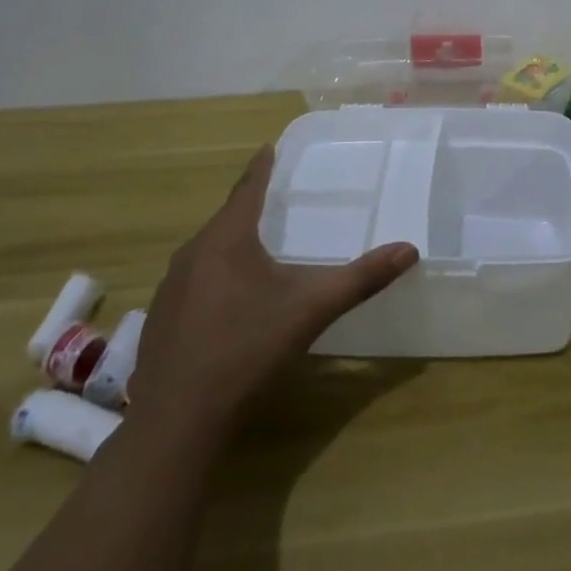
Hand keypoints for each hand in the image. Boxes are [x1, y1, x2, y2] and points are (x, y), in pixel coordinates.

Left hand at [129, 146, 417, 443]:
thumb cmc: (247, 350)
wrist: (177, 423)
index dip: (261, 167)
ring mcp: (170, 289)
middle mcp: (192, 254)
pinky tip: (228, 303)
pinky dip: (214, 277)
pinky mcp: (160, 321)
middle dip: (249, 208)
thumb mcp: (311, 310)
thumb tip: (409, 249)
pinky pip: (192, 282)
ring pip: (206, 252)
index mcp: (226, 239)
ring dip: (230, 245)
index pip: (246, 189)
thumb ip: (361, 278)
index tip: (268, 147)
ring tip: (255, 249)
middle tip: (274, 200)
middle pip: (225, 220)